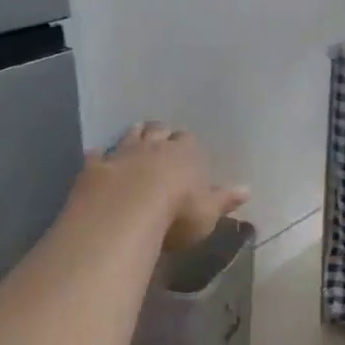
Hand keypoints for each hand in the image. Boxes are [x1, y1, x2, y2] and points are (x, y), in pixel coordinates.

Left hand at [81, 123, 249, 252]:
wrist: (127, 213)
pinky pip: (97, 156)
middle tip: (161, 136)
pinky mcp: (96, 168)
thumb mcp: (208, 212)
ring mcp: (122, 154)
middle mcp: (154, 147)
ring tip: (136, 132)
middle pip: (158, 131)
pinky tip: (96, 155)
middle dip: (160, 132)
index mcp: (185, 154)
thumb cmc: (178, 213)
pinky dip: (99, 155)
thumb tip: (248, 189)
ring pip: (129, 136)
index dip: (186, 143)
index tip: (186, 146)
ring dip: (133, 134)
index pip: (188, 140)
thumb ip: (225, 200)